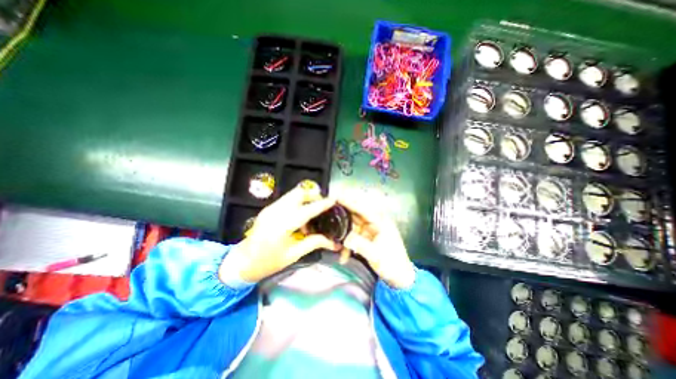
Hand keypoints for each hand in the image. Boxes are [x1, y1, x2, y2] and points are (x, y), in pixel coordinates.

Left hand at [220, 181, 338, 284]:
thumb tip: (333, 242)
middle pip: (298, 193)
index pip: (307, 210)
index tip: (333, 200)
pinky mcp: (268, 208)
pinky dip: (297, 202)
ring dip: (305, 198)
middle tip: (323, 204)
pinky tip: (300, 217)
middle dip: (313, 195)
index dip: (321, 204)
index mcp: (282, 226)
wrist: (241, 262)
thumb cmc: (268, 262)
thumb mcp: (293, 255)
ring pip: (292, 194)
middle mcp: (275, 212)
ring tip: (313, 212)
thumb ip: (314, 243)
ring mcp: (270, 208)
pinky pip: (287, 199)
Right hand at [337, 193, 414, 287]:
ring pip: (352, 227)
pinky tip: (343, 256)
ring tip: (333, 241)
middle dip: (342, 216)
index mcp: (380, 222)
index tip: (336, 197)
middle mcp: (374, 223)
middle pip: (355, 215)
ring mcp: (370, 231)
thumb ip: (359, 244)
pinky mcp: (367, 239)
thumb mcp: (376, 255)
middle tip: (327, 214)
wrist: (399, 278)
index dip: (349, 202)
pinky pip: (353, 237)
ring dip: (343, 235)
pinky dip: (347, 245)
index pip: (362, 209)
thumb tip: (344, 238)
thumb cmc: (391, 264)